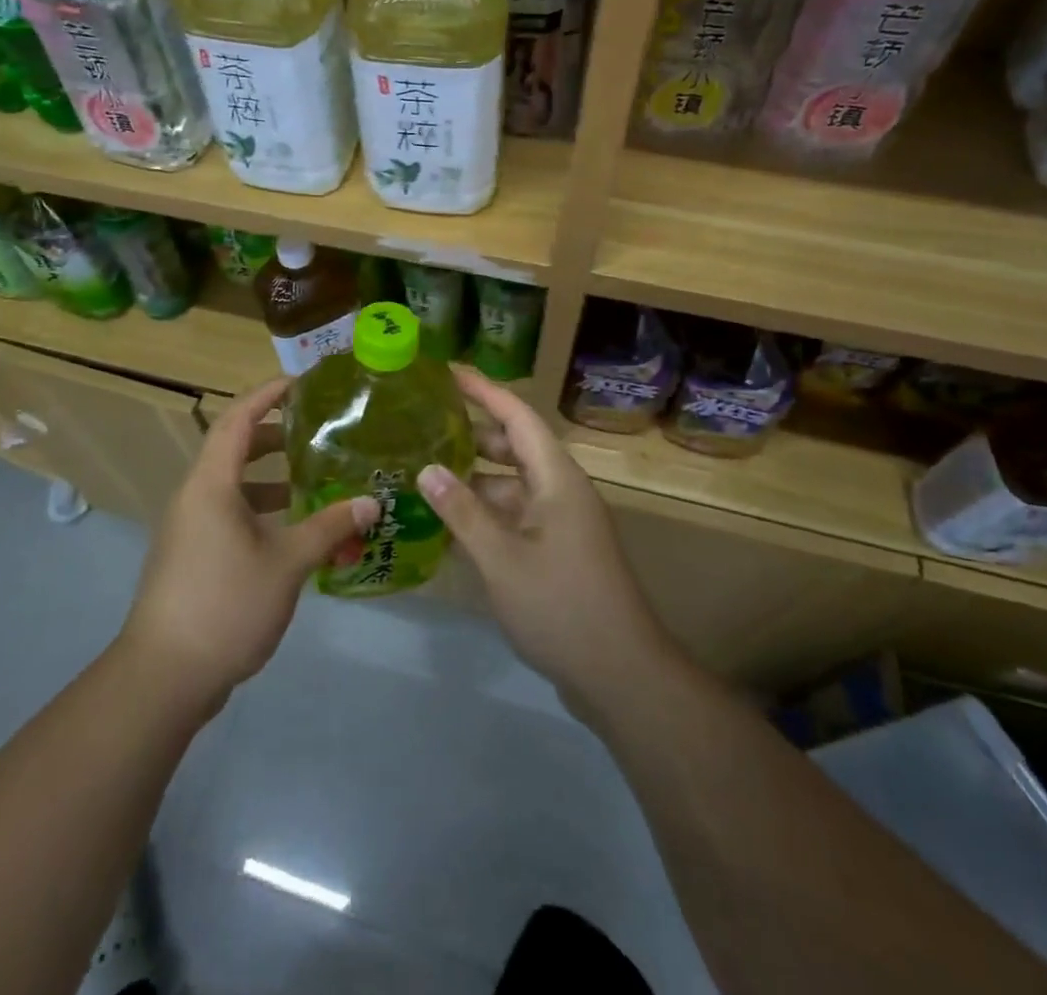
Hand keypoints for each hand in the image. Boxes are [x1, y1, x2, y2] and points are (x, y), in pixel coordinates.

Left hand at [122, 378, 376, 708]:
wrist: (163, 676)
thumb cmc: (225, 605)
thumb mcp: (287, 563)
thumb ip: (329, 528)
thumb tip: (371, 503)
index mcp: (211, 484)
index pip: (237, 419)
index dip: (267, 394)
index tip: (302, 384)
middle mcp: (194, 496)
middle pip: (233, 448)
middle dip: (275, 435)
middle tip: (316, 433)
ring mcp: (189, 528)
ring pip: (232, 485)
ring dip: (270, 477)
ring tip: (312, 481)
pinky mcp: (191, 555)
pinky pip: (228, 514)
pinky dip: (260, 509)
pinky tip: (292, 533)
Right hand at [418, 367, 680, 715]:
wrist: (621, 675)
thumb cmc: (562, 607)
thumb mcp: (502, 559)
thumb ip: (462, 512)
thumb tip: (426, 469)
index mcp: (556, 478)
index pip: (517, 416)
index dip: (483, 390)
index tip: (448, 371)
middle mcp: (561, 490)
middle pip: (514, 446)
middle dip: (473, 432)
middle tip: (426, 422)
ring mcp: (562, 522)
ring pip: (513, 483)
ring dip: (475, 476)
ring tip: (427, 470)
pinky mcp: (558, 550)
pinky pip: (516, 514)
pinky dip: (486, 511)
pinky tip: (451, 521)